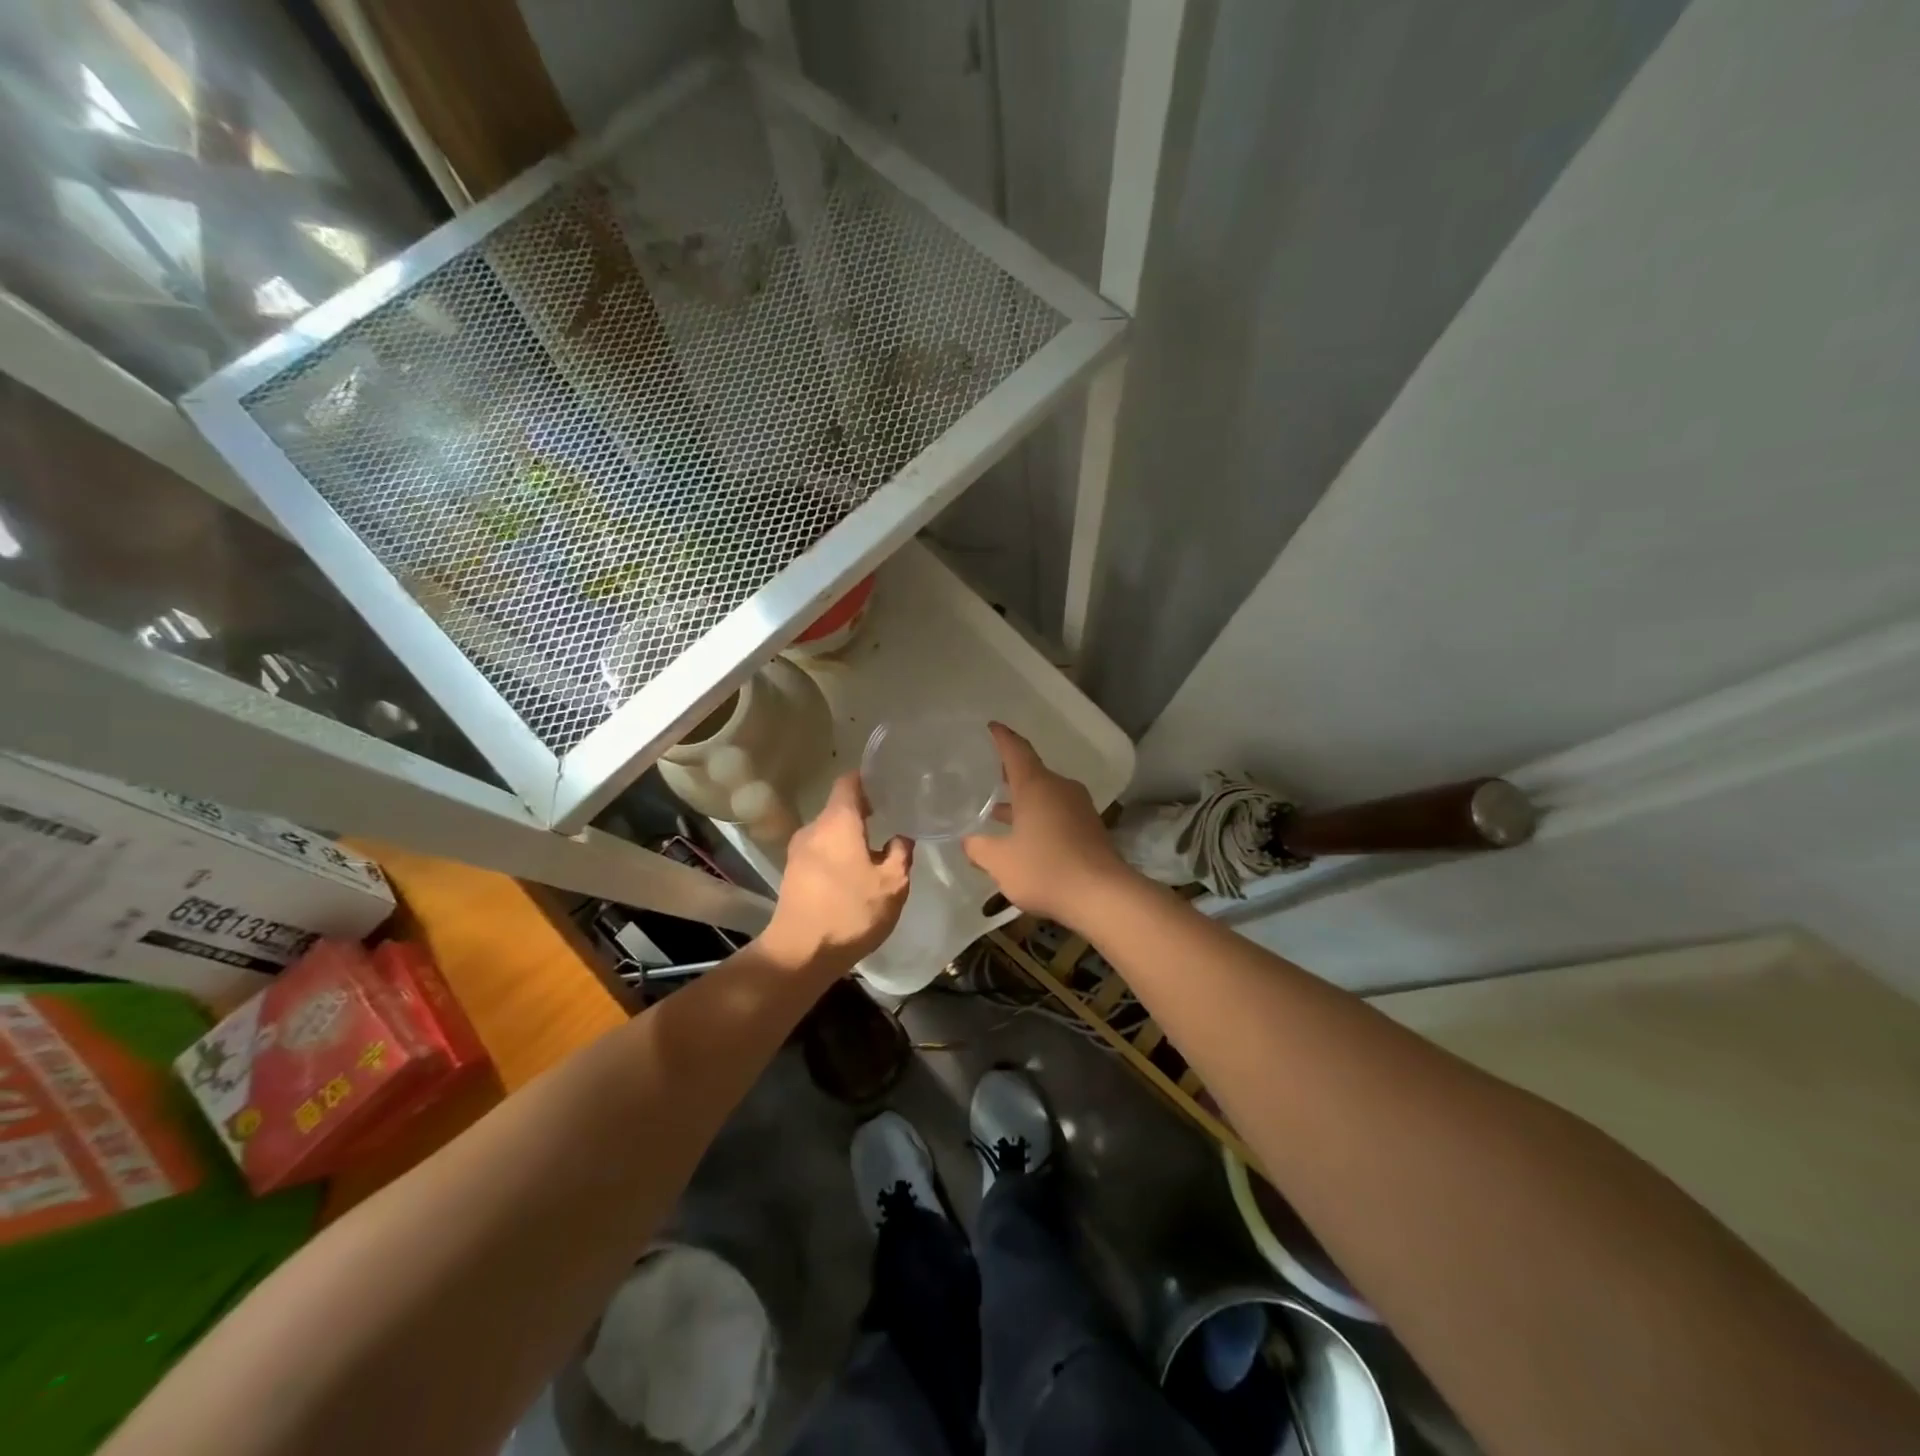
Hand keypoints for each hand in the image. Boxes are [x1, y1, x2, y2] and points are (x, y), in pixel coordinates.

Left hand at [760, 772, 910, 974]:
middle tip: (892, 817)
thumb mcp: (892, 885)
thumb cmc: (850, 912)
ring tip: (876, 850)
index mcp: (838, 821)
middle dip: (865, 811)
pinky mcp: (793, 873)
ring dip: (851, 838)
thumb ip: (901, 854)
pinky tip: (855, 874)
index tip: (889, 783)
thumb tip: (901, 837)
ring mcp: (798, 851)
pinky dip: (838, 855)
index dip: (869, 778)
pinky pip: (821, 852)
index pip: (849, 781)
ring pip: (830, 832)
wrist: (800, 953)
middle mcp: (814, 829)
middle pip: (839, 808)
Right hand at [963, 723, 1130, 927]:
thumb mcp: (1000, 862)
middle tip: (987, 773)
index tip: (991, 727)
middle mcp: (1060, 788)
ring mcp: (1078, 808)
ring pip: (1045, 795)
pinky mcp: (1090, 828)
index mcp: (1036, 785)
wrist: (1102, 896)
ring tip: (998, 811)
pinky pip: (1058, 812)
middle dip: (1009, 773)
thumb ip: (979, 848)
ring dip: (1024, 801)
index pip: (1016, 750)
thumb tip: (968, 841)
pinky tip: (1025, 836)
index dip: (1001, 737)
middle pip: (1032, 772)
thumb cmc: (1045, 869)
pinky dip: (1039, 817)